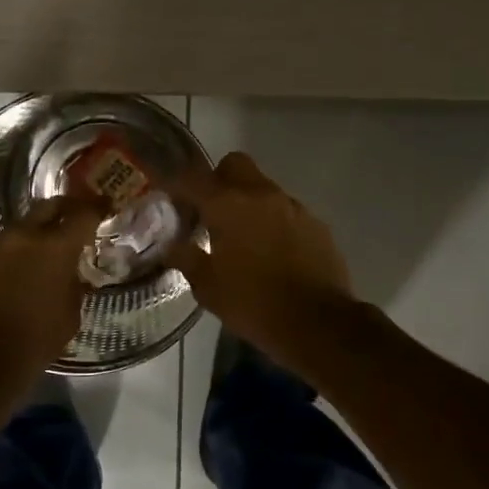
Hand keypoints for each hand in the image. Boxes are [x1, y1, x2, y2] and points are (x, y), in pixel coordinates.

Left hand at [0, 195, 106, 374]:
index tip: (103, 207)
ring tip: (31, 261)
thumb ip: (73, 286)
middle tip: (70, 220)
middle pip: (46, 207)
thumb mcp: (69, 317)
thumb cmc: (32, 344)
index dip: (95, 209)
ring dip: (28, 240)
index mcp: (55, 249)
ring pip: (15, 231)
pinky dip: (1, 259)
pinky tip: (1, 280)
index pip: (82, 215)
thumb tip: (70, 274)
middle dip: (62, 210)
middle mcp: (21, 236)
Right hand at [165, 152, 356, 363]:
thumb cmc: (252, 304)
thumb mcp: (208, 288)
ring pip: (263, 187)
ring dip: (249, 202)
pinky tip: (273, 251)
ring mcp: (292, 206)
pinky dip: (274, 221)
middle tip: (211, 211)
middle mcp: (260, 195)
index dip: (178, 186)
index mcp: (227, 206)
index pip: (193, 179)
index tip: (171, 200)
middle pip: (234, 165)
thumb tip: (172, 247)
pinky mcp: (316, 223)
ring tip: (243, 236)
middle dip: (219, 180)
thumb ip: (187, 259)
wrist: (317, 323)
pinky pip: (287, 210)